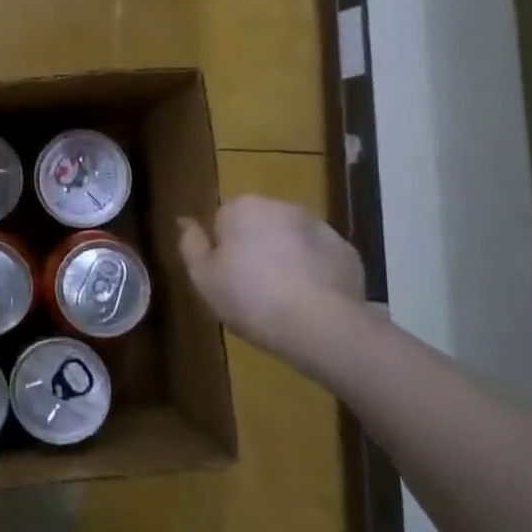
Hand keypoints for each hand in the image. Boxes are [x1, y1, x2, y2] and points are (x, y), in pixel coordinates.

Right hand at [178, 196, 364, 360]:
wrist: (318, 324)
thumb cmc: (249, 297)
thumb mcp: (203, 277)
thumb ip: (190, 244)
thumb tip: (184, 221)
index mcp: (243, 207)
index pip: (223, 219)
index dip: (223, 248)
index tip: (225, 276)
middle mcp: (283, 206)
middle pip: (260, 225)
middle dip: (256, 247)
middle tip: (251, 288)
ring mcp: (320, 227)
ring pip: (293, 239)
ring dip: (287, 257)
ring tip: (283, 298)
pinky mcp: (347, 252)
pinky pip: (321, 258)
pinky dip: (315, 272)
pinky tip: (310, 301)